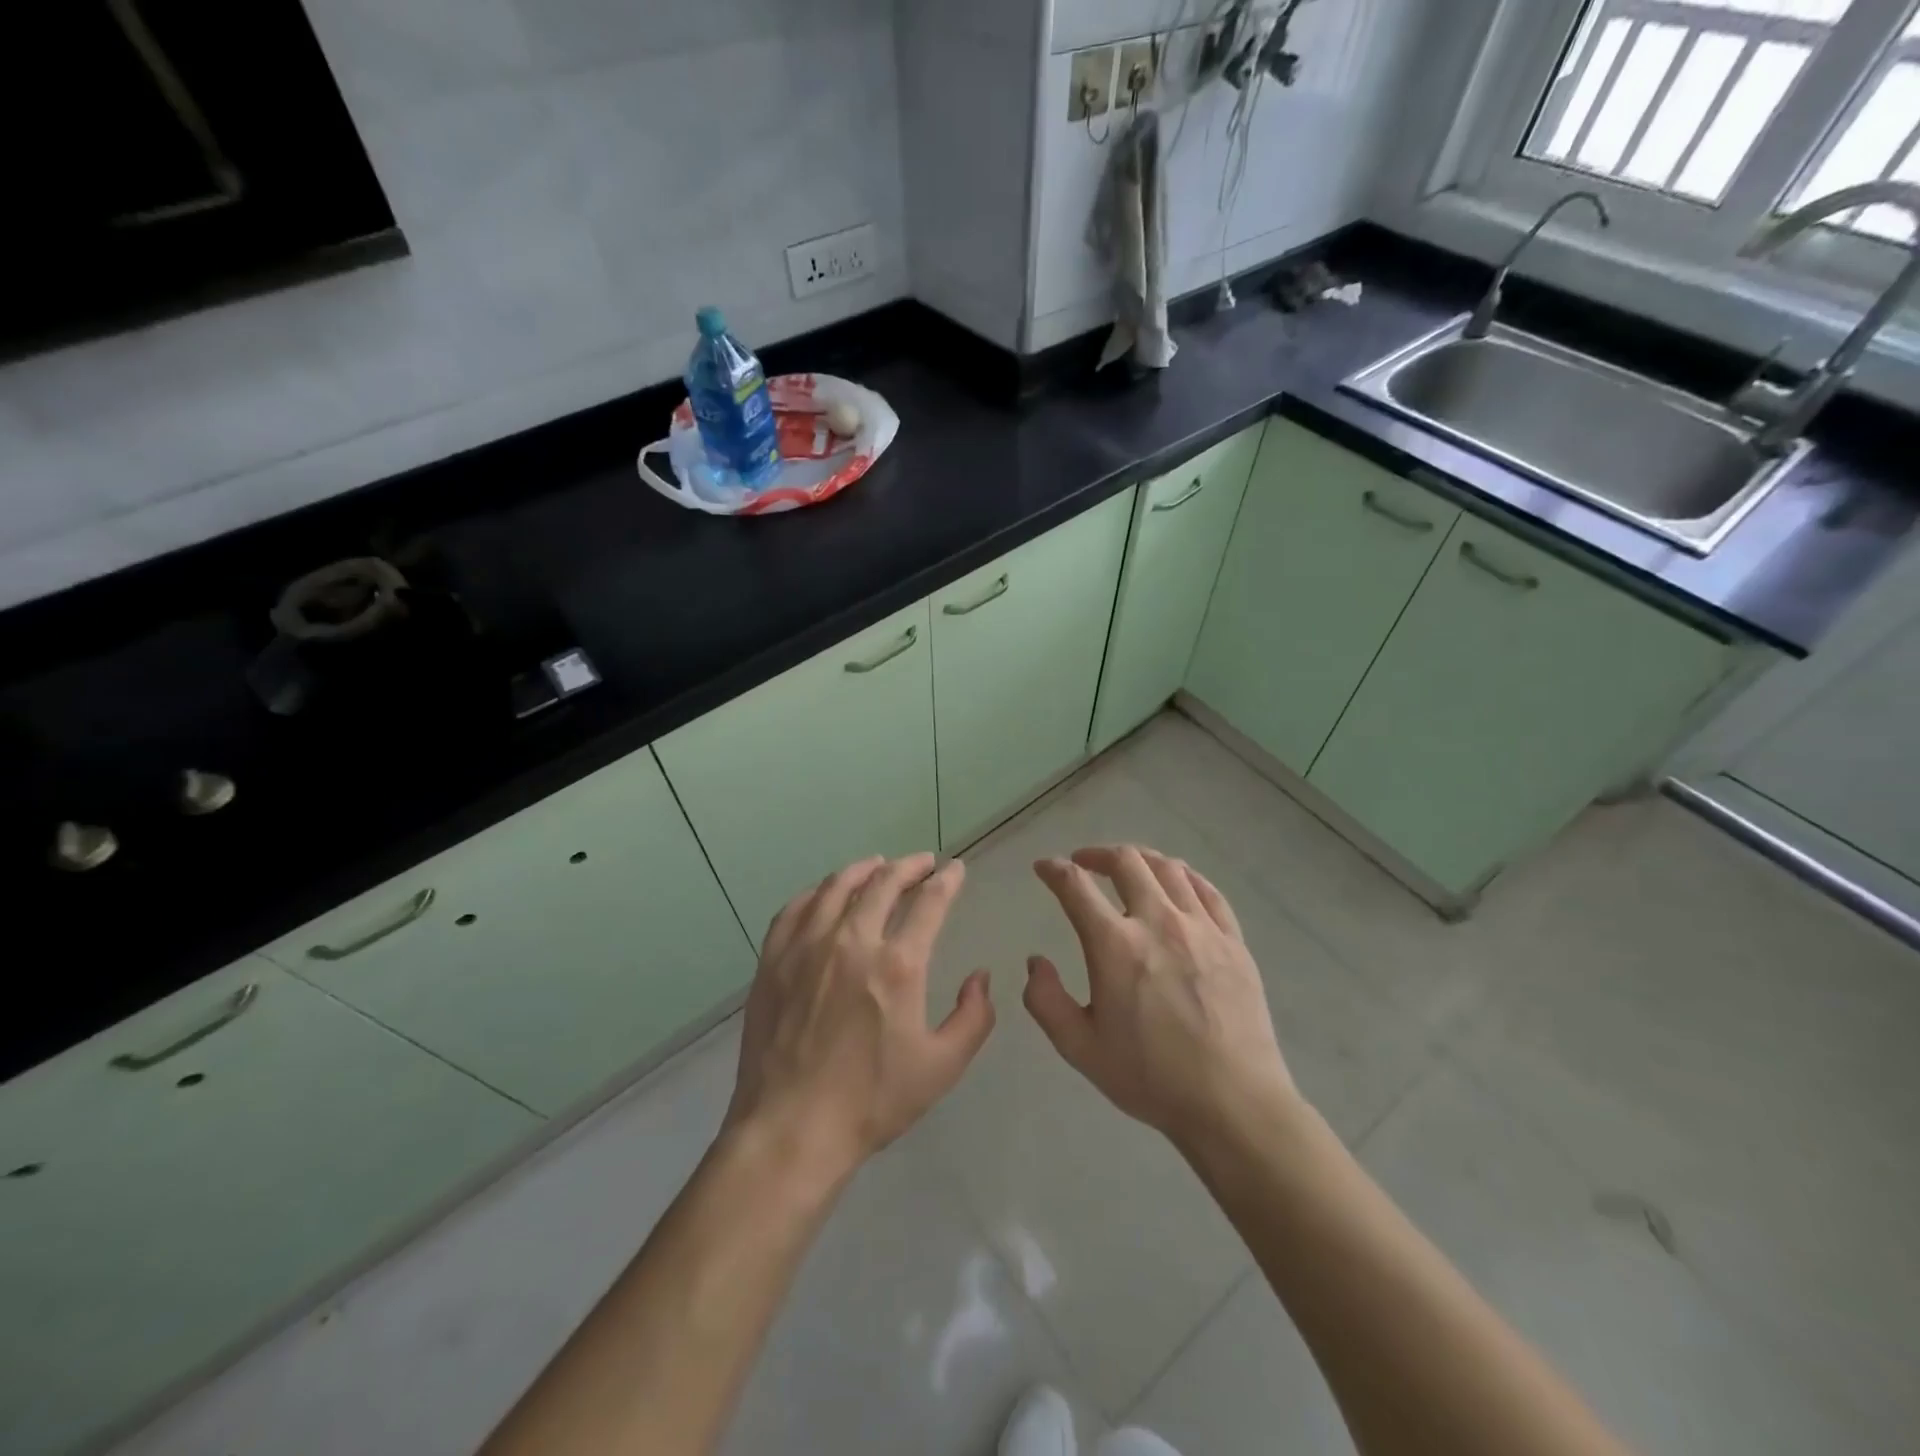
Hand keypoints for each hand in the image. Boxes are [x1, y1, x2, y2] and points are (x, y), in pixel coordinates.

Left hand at [724, 854, 994, 1188]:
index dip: (947, 880)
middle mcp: (851, 941)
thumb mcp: (941, 1068)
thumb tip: (981, 978)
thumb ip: (973, 1018)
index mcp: (898, 964)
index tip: (955, 868)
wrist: (791, 1128)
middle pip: (883, 882)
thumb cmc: (872, 1101)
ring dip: (863, 870)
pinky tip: (824, 894)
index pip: (929, 902)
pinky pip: (795, 908)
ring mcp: (806, 946)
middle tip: (922, 862)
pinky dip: (816, 892)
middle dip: (909, 866)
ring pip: (836, 886)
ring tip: (878, 866)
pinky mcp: (773, 960)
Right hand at [1025, 845, 1295, 1149]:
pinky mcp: (1234, 941)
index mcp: (1114, 945)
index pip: (1076, 886)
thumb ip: (1046, 1000)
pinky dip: (1185, 876)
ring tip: (1129, 867)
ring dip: (1140, 859)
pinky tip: (1178, 882)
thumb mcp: (1080, 1048)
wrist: (1232, 1103)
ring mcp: (1201, 927)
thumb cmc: (1150, 1077)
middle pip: (1126, 862)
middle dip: (1098, 854)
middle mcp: (1157, 921)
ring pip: (1168, 868)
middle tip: (1084, 863)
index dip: (1054, 870)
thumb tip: (1036, 962)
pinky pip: (1208, 891)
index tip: (1044, 868)